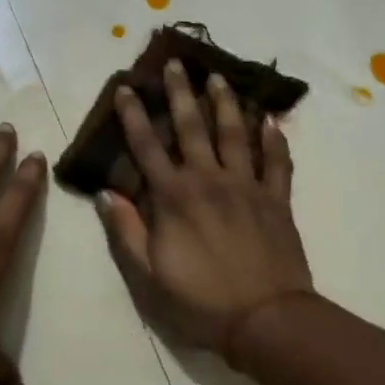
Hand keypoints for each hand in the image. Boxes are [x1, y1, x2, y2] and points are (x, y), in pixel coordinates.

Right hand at [98, 60, 312, 359]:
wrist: (265, 320)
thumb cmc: (200, 301)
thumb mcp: (148, 276)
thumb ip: (127, 231)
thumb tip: (107, 194)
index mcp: (174, 198)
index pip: (147, 148)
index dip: (134, 117)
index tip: (127, 89)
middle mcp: (209, 180)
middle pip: (192, 128)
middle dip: (181, 94)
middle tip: (177, 64)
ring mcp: (247, 187)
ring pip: (235, 134)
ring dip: (225, 103)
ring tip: (218, 78)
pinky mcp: (276, 200)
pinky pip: (277, 162)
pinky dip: (274, 140)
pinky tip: (271, 120)